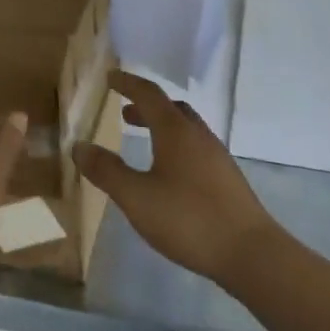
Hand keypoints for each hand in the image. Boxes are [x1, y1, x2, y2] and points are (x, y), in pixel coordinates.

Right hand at [74, 70, 280, 285]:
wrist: (250, 252)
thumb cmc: (188, 219)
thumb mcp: (136, 197)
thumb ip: (106, 171)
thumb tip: (79, 146)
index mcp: (176, 132)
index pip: (148, 94)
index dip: (127, 83)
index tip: (110, 77)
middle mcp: (199, 136)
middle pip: (171, 109)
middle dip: (145, 107)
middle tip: (124, 114)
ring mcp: (217, 157)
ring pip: (186, 129)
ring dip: (162, 127)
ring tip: (143, 142)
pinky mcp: (226, 179)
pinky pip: (196, 148)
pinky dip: (175, 146)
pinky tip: (168, 174)